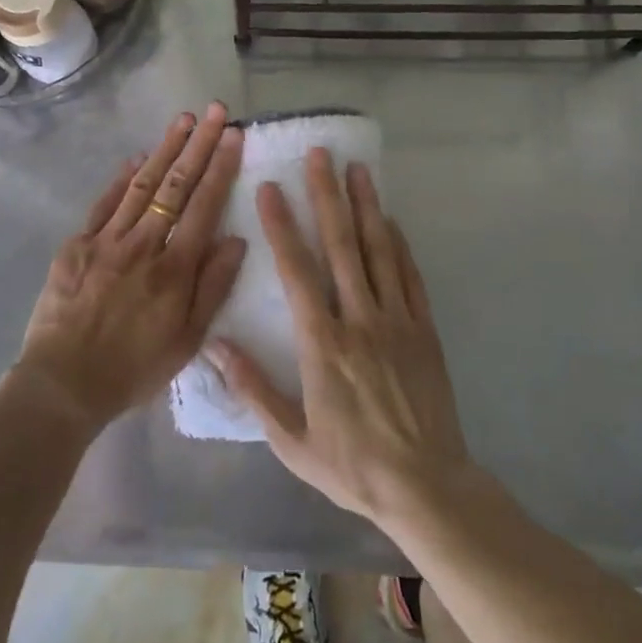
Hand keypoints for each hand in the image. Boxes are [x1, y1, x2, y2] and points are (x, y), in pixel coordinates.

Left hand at [13, 104, 246, 437]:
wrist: (63, 384)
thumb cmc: (133, 369)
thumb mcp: (187, 341)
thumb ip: (213, 287)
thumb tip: (236, 239)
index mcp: (174, 269)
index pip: (204, 205)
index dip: (221, 167)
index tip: (234, 135)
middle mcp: (144, 244)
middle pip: (176, 185)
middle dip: (199, 144)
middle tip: (214, 110)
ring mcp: (107, 239)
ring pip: (142, 185)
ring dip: (165, 149)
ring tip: (183, 119)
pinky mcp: (78, 243)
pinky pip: (105, 203)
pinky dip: (123, 177)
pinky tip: (138, 157)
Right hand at [209, 148, 472, 528]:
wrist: (427, 488)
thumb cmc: (352, 465)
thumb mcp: (291, 439)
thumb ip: (253, 388)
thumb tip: (214, 344)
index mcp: (322, 344)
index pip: (297, 272)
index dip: (282, 226)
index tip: (271, 188)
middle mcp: (359, 319)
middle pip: (341, 245)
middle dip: (328, 196)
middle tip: (321, 154)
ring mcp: (397, 320)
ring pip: (379, 251)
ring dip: (366, 206)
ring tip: (358, 168)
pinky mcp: (424, 329)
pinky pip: (410, 276)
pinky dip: (399, 243)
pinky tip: (390, 219)